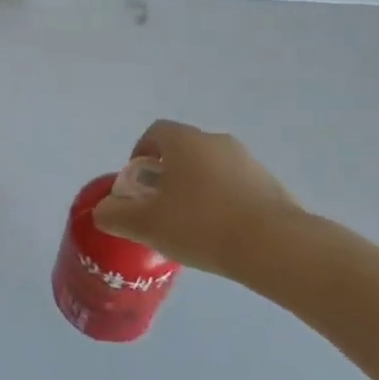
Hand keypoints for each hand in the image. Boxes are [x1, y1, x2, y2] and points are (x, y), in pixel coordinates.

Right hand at [92, 120, 312, 287]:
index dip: (141, 154)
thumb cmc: (201, 225)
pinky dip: (224, 202)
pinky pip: (237, 186)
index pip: (155, 133)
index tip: (138, 184)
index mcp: (184, 141)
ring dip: (198, 188)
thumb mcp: (146, 225)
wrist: (276, 247)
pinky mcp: (271, 184)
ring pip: (211, 168)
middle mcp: (216, 141)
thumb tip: (103, 211)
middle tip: (161, 207)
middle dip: (169, 174)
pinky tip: (223, 234)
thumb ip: (116, 215)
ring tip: (193, 226)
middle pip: (184, 150)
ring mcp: (248, 161)